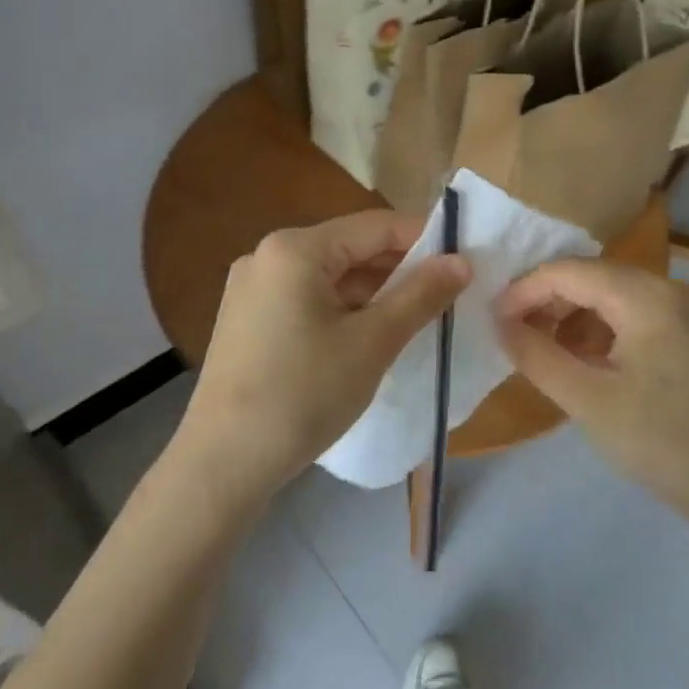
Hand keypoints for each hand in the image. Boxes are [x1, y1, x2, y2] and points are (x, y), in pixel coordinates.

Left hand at [172, 210, 469, 517]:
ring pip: (329, 278)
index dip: (424, 238)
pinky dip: (343, 311)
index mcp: (295, 249)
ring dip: (373, 294)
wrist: (224, 462)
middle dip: (399, 269)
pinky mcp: (247, 321)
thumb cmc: (304, 393)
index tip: (465, 260)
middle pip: (349, 249)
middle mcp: (267, 256)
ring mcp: (252, 289)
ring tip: (417, 318)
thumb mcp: (373, 342)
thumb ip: (420, 295)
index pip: (374, 226)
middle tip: (448, 293)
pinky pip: (307, 301)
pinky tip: (370, 337)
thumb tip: (462, 262)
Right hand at [495, 260, 688, 537]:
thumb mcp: (588, 401)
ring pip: (620, 296)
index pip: (571, 272)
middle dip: (550, 302)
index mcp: (651, 297)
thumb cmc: (665, 445)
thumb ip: (536, 355)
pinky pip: (643, 316)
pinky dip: (608, 331)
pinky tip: (590, 362)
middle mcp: (678, 289)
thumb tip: (501, 324)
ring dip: (578, 317)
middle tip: (515, 335)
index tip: (493, 319)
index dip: (525, 290)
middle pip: (597, 278)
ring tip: (547, 352)